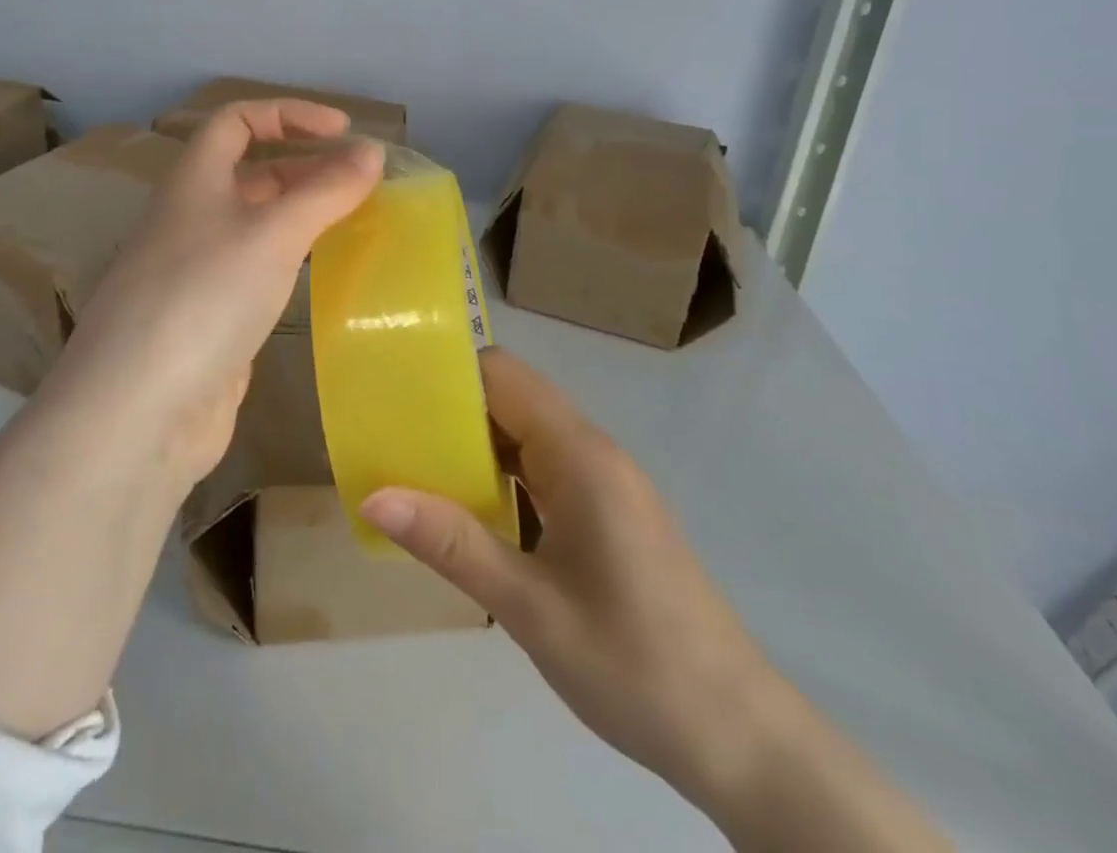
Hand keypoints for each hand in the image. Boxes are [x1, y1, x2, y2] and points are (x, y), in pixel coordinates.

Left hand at [0, 99, 381, 741]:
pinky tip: (323, 275)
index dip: (289, 114)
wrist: (140, 411)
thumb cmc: (204, 298)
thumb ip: (326, 190)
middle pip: (250, 170)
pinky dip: (291, 260)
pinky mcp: (208, 318)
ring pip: (255, 222)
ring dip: (302, 213)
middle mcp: (190, 217)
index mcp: (193, 181)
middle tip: (362, 182)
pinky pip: (256, 269)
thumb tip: (372, 152)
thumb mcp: (273, 234)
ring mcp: (196, 270)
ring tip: (355, 222)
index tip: (344, 132)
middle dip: (306, 165)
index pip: (237, 120)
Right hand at [361, 349, 951, 852]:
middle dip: (449, 410)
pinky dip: (500, 477)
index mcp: (579, 454)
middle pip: (510, 398)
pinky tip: (468, 514)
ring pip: (524, 435)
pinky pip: (541, 470)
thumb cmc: (635, 666)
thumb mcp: (530, 608)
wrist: (742, 741)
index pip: (502, 374)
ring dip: (472, 446)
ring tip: (413, 471)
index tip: (393, 393)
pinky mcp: (607, 513)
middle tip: (389, 438)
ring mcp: (603, 482)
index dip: (447, 374)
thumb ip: (451, 544)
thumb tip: (374, 495)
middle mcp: (592, 452)